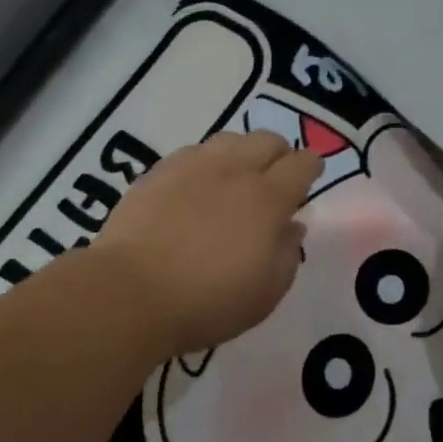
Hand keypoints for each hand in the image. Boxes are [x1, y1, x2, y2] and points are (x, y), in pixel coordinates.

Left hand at [95, 131, 322, 357]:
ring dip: (242, 153)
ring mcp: (191, 166)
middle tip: (275, 179)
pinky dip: (206, 162)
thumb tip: (293, 226)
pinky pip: (193, 152)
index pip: (301, 165)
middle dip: (279, 154)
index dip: (311, 167)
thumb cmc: (207, 302)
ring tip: (235, 179)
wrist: (131, 293)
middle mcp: (233, 171)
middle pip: (267, 139)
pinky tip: (197, 186)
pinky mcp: (157, 172)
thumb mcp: (265, 294)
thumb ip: (287, 255)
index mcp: (267, 199)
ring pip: (229, 139)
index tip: (310, 176)